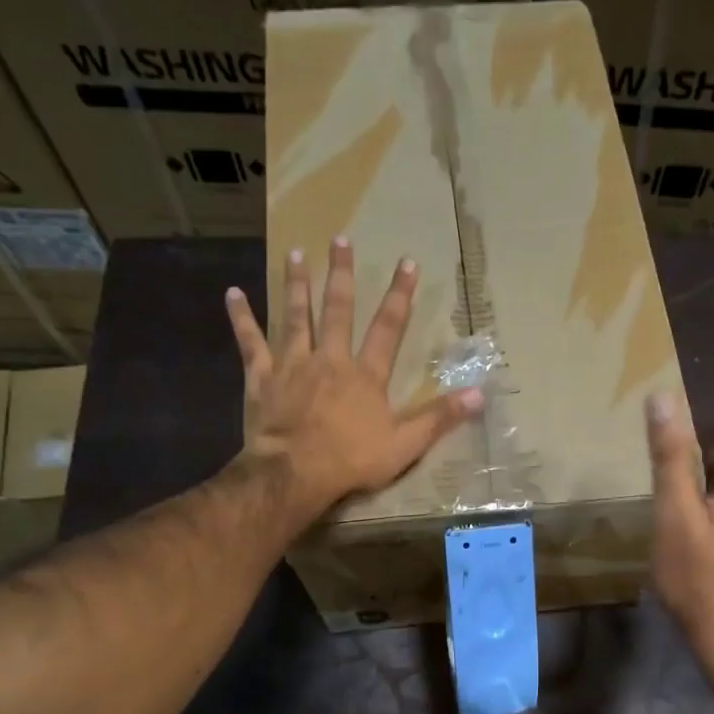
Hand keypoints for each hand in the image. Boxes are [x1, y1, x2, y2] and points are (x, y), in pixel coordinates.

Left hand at [225, 237, 481, 527]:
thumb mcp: (405, 445)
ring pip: (295, 316)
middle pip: (337, 310)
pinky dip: (242, 318)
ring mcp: (293, 365)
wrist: (294, 473)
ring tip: (297, 254)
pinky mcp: (262, 378)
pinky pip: (250, 343)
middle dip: (342, 274)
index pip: (388, 328)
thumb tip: (481, 394)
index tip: (407, 263)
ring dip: (297, 284)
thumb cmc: (351, 461)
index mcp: (365, 375)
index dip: (400, 295)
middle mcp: (330, 359)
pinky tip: (233, 293)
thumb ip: (440, 418)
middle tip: (340, 240)